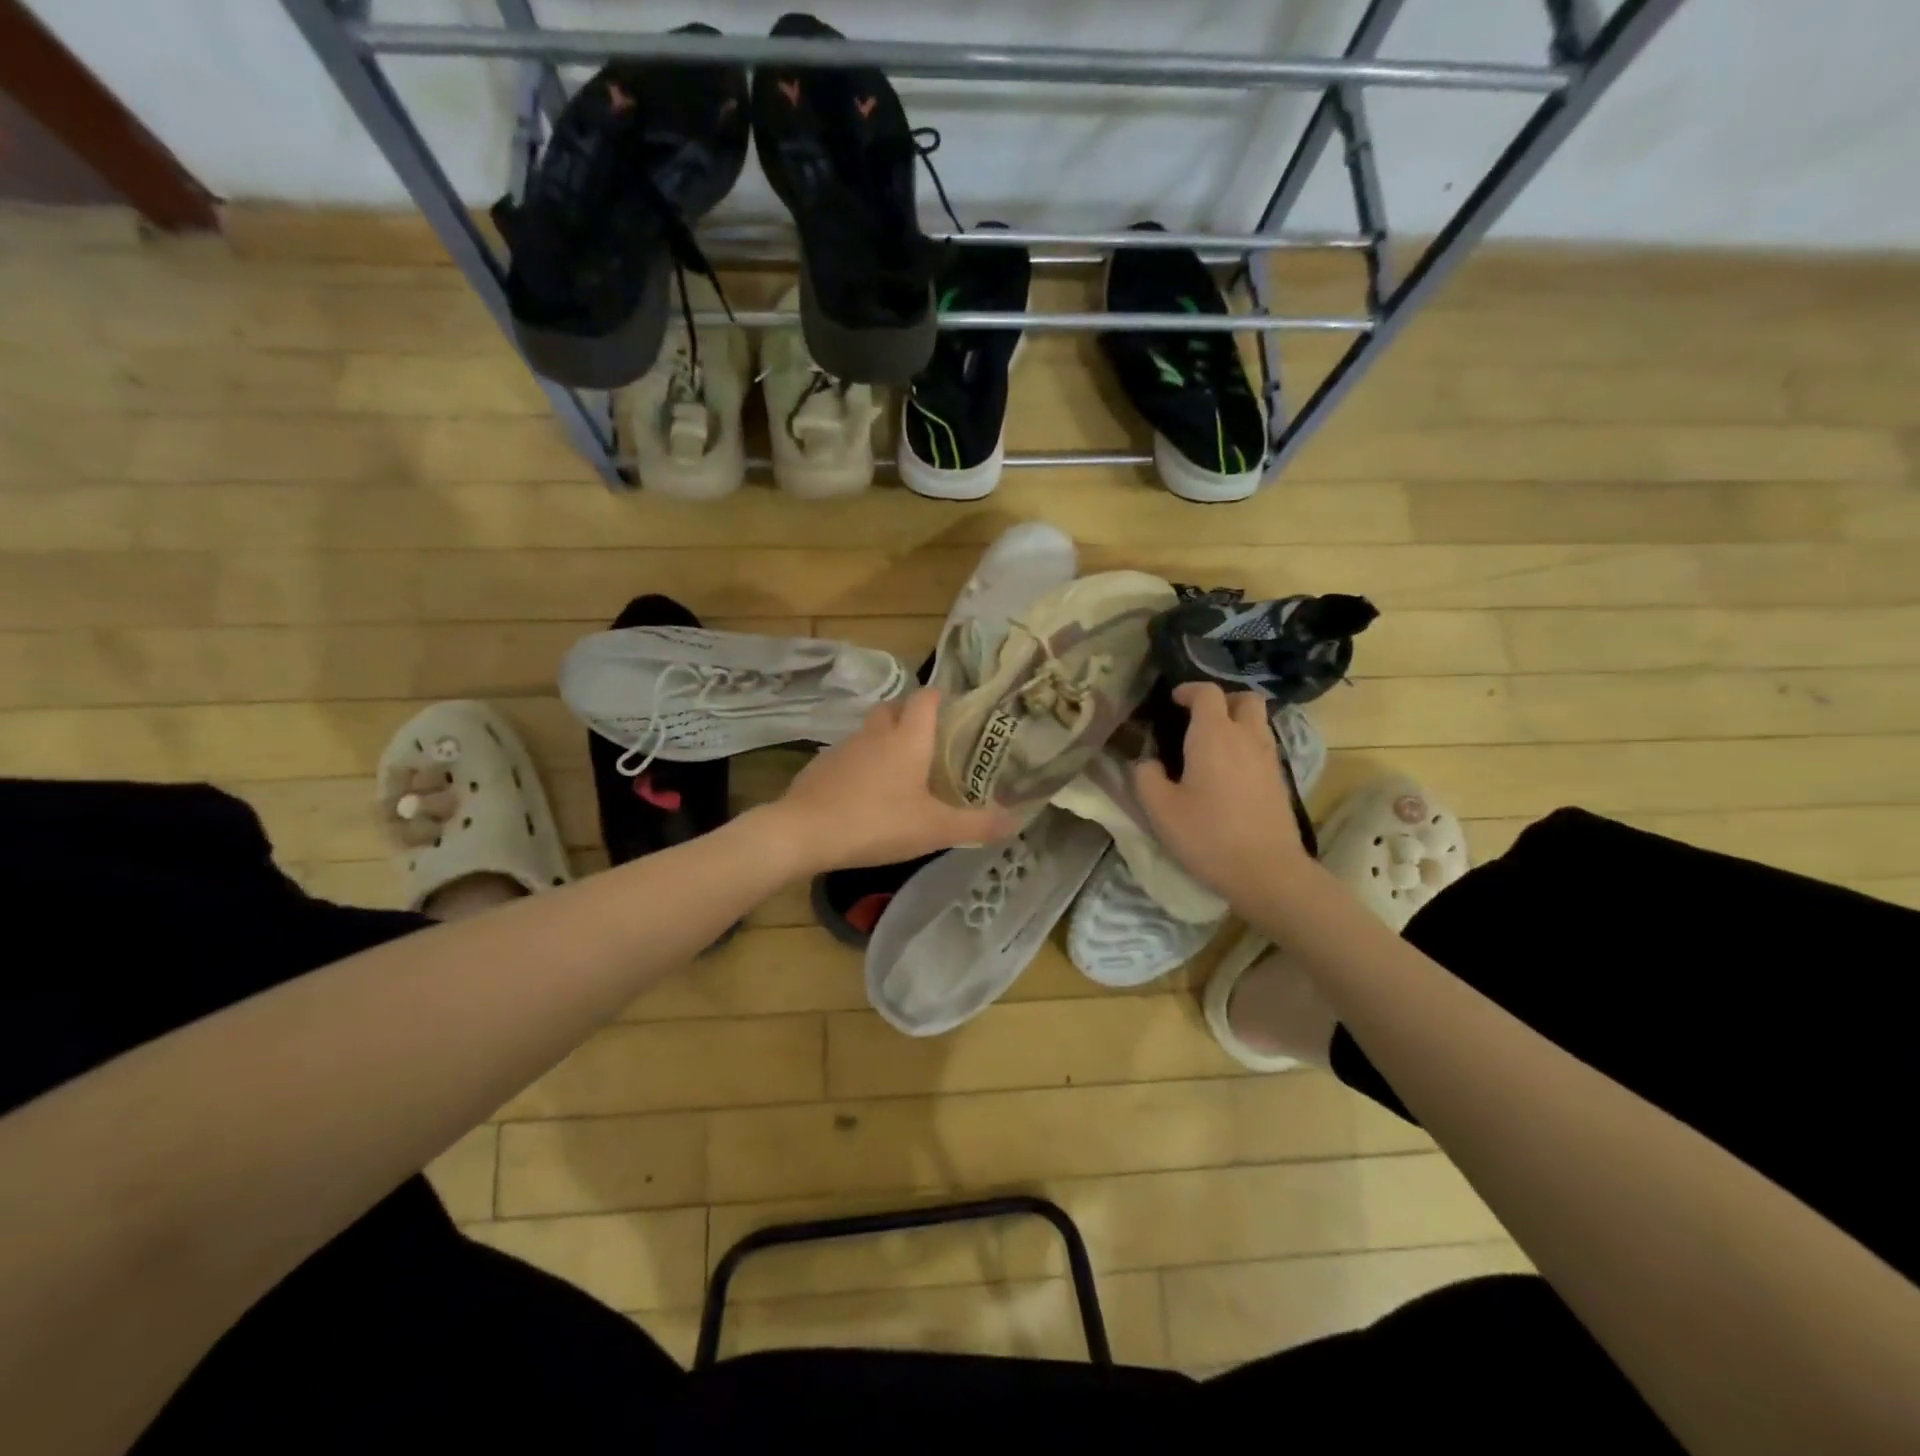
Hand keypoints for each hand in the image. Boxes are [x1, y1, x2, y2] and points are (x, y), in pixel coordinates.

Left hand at [765, 688, 1020, 873]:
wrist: (804, 832)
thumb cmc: (877, 823)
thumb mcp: (935, 829)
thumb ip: (977, 824)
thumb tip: (1017, 819)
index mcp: (908, 736)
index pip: (927, 697)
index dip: (943, 698)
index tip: (958, 712)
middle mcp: (877, 732)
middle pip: (896, 708)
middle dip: (913, 717)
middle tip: (933, 743)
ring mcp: (845, 746)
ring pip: (872, 731)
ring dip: (887, 740)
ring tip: (903, 770)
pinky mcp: (822, 764)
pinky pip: (851, 754)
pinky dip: (864, 763)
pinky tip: (868, 792)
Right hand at [1133, 682, 1311, 903]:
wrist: (1267, 872)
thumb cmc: (1207, 836)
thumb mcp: (1159, 810)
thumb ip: (1144, 777)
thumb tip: (1145, 762)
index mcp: (1214, 735)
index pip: (1207, 693)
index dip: (1188, 691)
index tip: (1172, 701)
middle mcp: (1246, 737)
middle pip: (1244, 699)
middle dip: (1222, 701)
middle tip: (1198, 719)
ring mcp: (1269, 758)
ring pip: (1258, 722)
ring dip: (1236, 723)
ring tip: (1211, 746)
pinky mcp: (1280, 780)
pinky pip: (1264, 746)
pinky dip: (1246, 746)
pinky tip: (1228, 773)